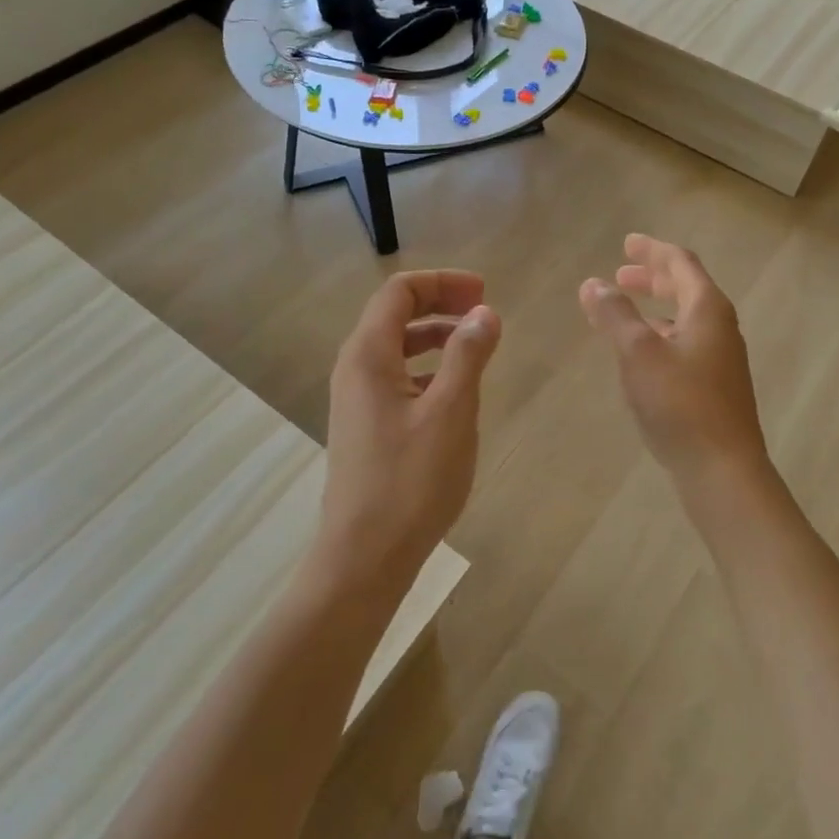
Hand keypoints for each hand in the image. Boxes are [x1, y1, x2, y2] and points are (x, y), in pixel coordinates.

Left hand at [318, 270, 501, 589]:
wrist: (364, 556)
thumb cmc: (411, 481)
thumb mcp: (451, 411)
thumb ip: (468, 355)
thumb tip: (484, 313)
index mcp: (368, 355)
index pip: (399, 292)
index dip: (442, 283)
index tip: (483, 293)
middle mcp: (354, 369)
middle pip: (394, 314)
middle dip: (439, 303)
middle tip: (483, 311)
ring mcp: (356, 399)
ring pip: (395, 347)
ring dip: (434, 336)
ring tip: (474, 346)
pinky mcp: (365, 425)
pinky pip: (395, 377)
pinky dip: (426, 367)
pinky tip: (452, 390)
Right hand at [579, 234, 771, 486]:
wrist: (722, 469)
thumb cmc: (680, 403)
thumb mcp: (638, 353)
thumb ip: (615, 314)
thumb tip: (593, 283)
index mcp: (707, 308)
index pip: (680, 263)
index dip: (652, 250)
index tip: (627, 242)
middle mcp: (719, 327)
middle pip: (686, 288)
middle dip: (652, 277)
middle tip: (620, 274)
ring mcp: (720, 358)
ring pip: (685, 317)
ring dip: (655, 307)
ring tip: (623, 310)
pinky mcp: (714, 386)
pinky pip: (684, 343)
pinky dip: (660, 335)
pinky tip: (641, 354)